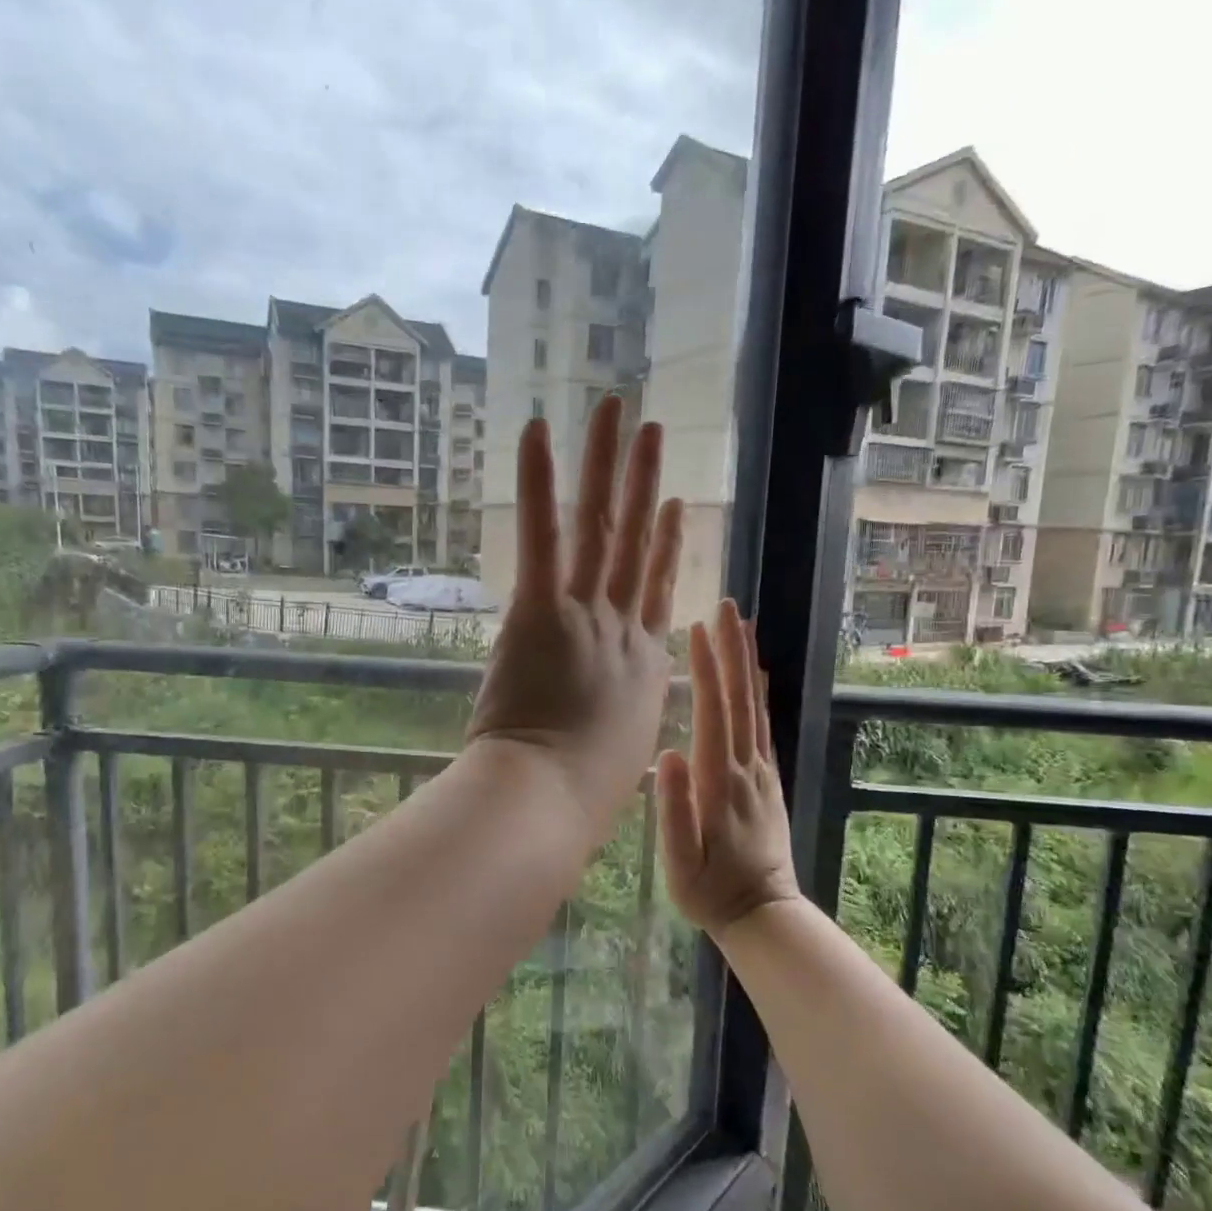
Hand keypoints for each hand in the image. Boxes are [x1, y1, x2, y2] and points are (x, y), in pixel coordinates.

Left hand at [466, 396, 683, 842]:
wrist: (550, 799)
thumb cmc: (582, 793)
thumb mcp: (616, 753)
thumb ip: (614, 721)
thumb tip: (605, 720)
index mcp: (643, 665)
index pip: (656, 591)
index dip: (665, 545)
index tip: (672, 507)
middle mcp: (623, 629)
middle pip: (636, 543)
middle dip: (644, 482)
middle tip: (652, 432)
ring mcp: (586, 615)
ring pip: (601, 526)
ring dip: (607, 463)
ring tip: (616, 412)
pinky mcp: (541, 610)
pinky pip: (543, 535)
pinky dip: (539, 481)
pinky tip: (539, 430)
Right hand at [657, 600, 800, 937]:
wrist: (762, 913)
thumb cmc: (710, 890)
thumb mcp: (681, 863)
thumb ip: (676, 810)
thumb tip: (669, 753)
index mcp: (720, 783)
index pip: (713, 714)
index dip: (706, 671)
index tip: (698, 630)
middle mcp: (746, 768)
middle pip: (740, 699)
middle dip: (732, 650)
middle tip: (727, 606)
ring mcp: (761, 772)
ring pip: (755, 706)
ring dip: (748, 662)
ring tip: (742, 625)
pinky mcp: (768, 779)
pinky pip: (764, 726)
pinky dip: (759, 693)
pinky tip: (756, 674)